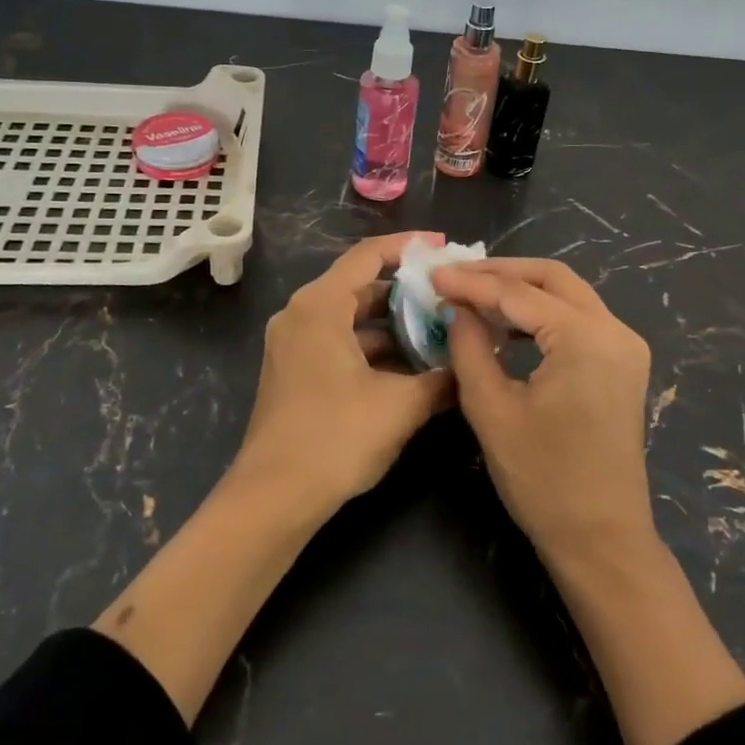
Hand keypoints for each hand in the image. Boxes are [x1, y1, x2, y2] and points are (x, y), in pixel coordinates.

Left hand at [235, 232, 454, 513]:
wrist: (273, 497)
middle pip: (360, 285)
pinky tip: (408, 368)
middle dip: (406, 292)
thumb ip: (441, 379)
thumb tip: (471, 365)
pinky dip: (372, 348)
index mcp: (320, 306)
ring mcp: (292, 344)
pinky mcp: (293, 370)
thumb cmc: (336, 437)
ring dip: (392, 325)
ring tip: (439, 334)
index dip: (409, 247)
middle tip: (450, 298)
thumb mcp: (400, 405)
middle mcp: (301, 314)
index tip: (445, 248)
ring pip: (351, 318)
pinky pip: (338, 342)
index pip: (368, 255)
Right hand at [431, 258, 655, 558]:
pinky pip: (580, 318)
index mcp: (585, 339)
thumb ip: (469, 348)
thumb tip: (456, 308)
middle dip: (501, 272)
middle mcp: (615, 330)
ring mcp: (625, 346)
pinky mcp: (623, 363)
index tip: (432, 275)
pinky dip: (542, 312)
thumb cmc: (543, 480)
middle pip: (552, 278)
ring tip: (473, 294)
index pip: (518, 294)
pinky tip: (506, 323)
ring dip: (522, 289)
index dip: (471, 282)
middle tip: (455, 276)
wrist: (602, 538)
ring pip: (569, 294)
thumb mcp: (492, 410)